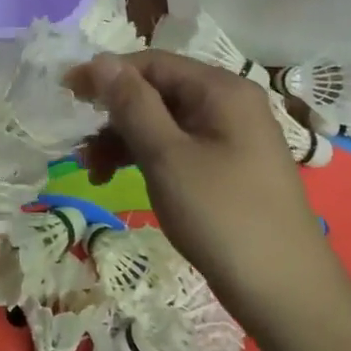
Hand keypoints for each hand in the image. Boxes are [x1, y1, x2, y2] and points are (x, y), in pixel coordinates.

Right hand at [71, 51, 342, 311]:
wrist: (285, 291)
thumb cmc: (222, 216)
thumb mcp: (167, 156)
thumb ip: (132, 104)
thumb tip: (101, 60)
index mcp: (221, 90)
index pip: (152, 63)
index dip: (107, 74)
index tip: (66, 94)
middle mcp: (230, 104)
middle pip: (158, 91)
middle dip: (114, 115)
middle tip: (79, 147)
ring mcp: (233, 137)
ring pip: (166, 122)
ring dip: (126, 141)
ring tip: (95, 173)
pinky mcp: (229, 168)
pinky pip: (180, 147)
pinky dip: (148, 158)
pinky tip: (123, 180)